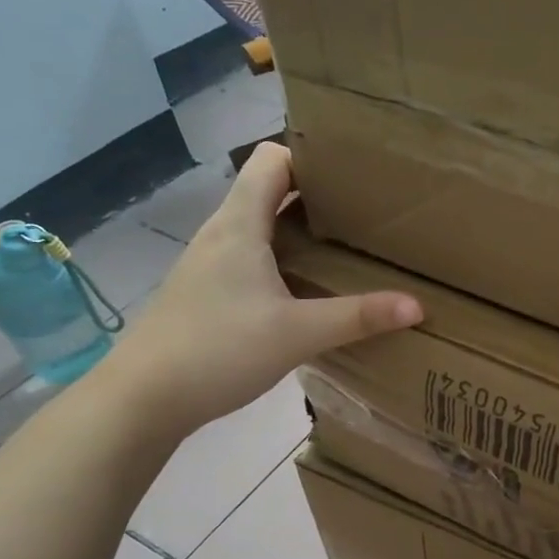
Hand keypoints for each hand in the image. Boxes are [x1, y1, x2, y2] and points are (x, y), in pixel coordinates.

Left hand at [98, 143, 421, 438]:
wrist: (141, 400)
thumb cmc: (217, 350)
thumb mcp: (298, 334)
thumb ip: (358, 316)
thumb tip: (417, 305)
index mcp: (240, 224)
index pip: (274, 160)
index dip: (312, 158)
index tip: (356, 174)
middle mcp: (223, 233)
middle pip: (271, 191)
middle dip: (318, 195)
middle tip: (367, 211)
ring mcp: (211, 264)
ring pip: (262, 227)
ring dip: (301, 230)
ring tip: (347, 246)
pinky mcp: (208, 292)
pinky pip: (253, 257)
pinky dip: (284, 259)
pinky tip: (308, 289)